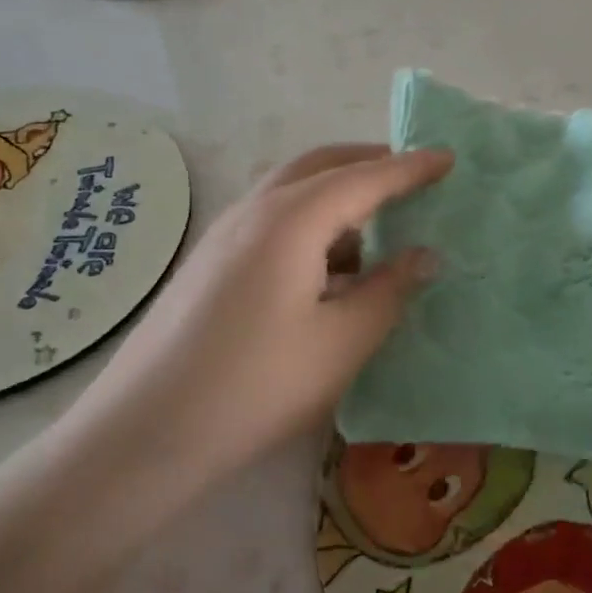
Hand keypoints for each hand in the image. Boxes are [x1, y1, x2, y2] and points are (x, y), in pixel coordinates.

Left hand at [66, 143, 452, 485]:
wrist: (142, 434)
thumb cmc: (256, 386)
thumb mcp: (341, 342)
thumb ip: (390, 290)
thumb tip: (425, 254)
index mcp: (292, 218)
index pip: (364, 177)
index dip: (411, 167)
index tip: (449, 157)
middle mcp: (255, 210)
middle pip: (321, 166)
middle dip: (371, 163)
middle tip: (414, 177)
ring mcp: (225, 234)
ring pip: (293, 190)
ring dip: (340, 193)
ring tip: (379, 223)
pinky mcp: (211, 261)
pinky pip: (274, 218)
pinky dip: (313, 221)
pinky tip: (330, 264)